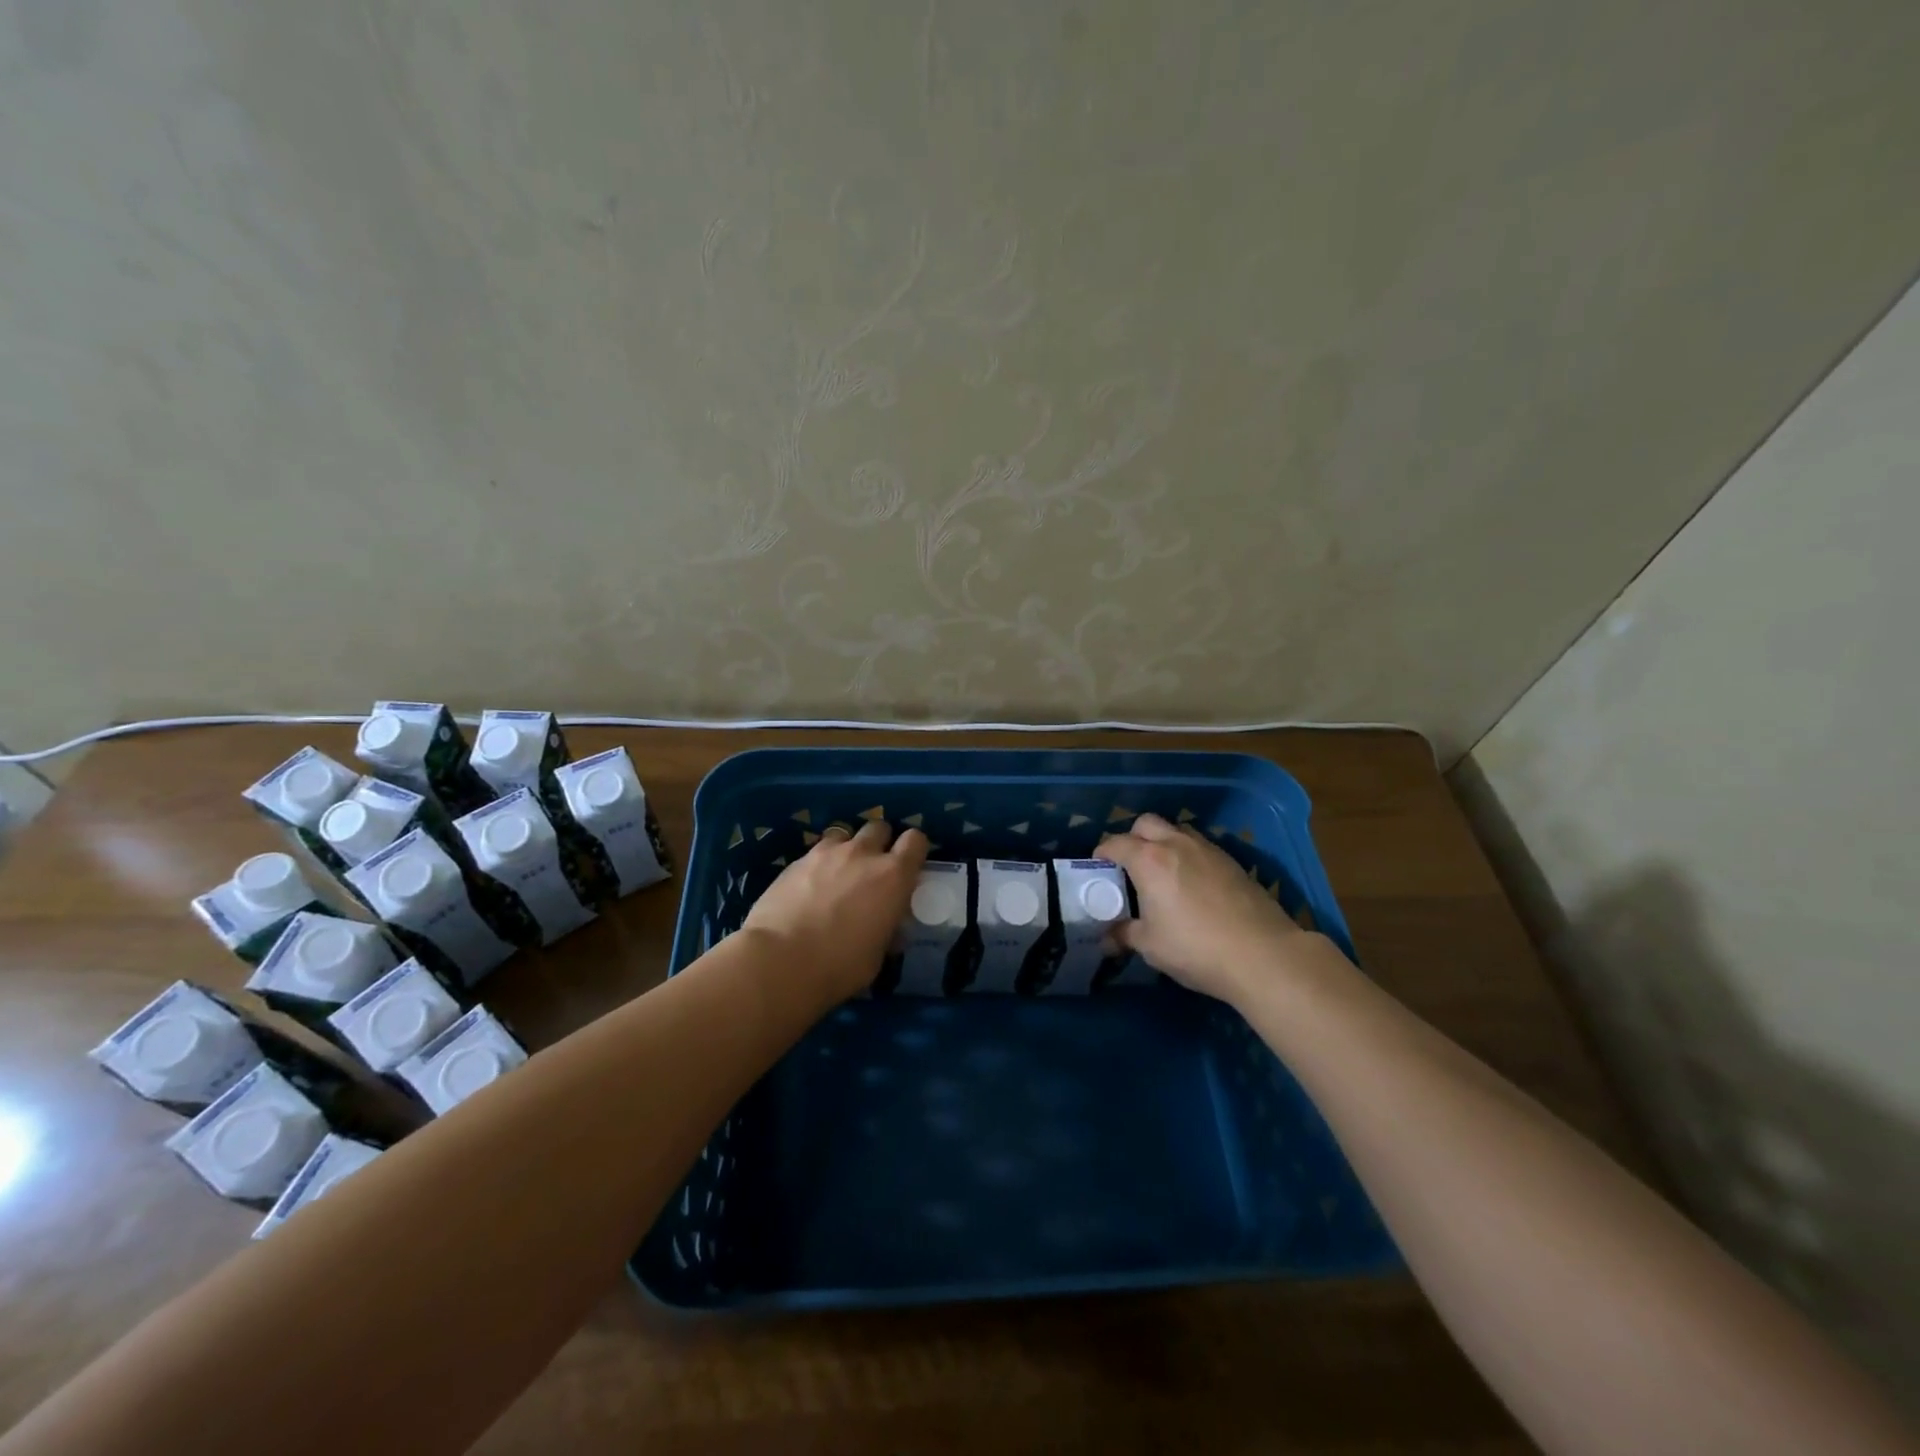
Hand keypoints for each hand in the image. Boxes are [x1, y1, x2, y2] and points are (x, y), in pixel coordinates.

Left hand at [742, 820, 929, 1003]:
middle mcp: (863, 854)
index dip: (914, 849)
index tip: (908, 865)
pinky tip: (810, 885)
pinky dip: (820, 862)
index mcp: (893, 876)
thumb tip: (888, 926)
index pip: (916, 840)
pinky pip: (817, 850)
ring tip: (839, 873)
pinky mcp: (796, 860)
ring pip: (845, 834)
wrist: (780, 961)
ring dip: (848, 849)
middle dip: (880, 843)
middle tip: (872, 869)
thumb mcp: (877, 955)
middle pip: (879, 827)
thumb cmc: (839, 966)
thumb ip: (887, 930)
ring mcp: (827, 852)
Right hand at [1095, 812, 1315, 1005]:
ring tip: (1162, 871)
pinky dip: (1188, 855)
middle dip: (1133, 837)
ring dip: (1163, 842)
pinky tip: (1192, 884)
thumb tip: (1107, 939)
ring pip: (1177, 830)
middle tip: (1130, 865)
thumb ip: (1124, 935)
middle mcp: (1176, 844)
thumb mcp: (1150, 946)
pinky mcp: (1232, 861)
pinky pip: (1201, 846)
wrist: (1263, 955)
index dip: (1102, 853)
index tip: (1098, 869)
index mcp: (1149, 860)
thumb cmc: (1196, 948)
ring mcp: (1208, 849)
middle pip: (1146, 823)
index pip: (1115, 843)